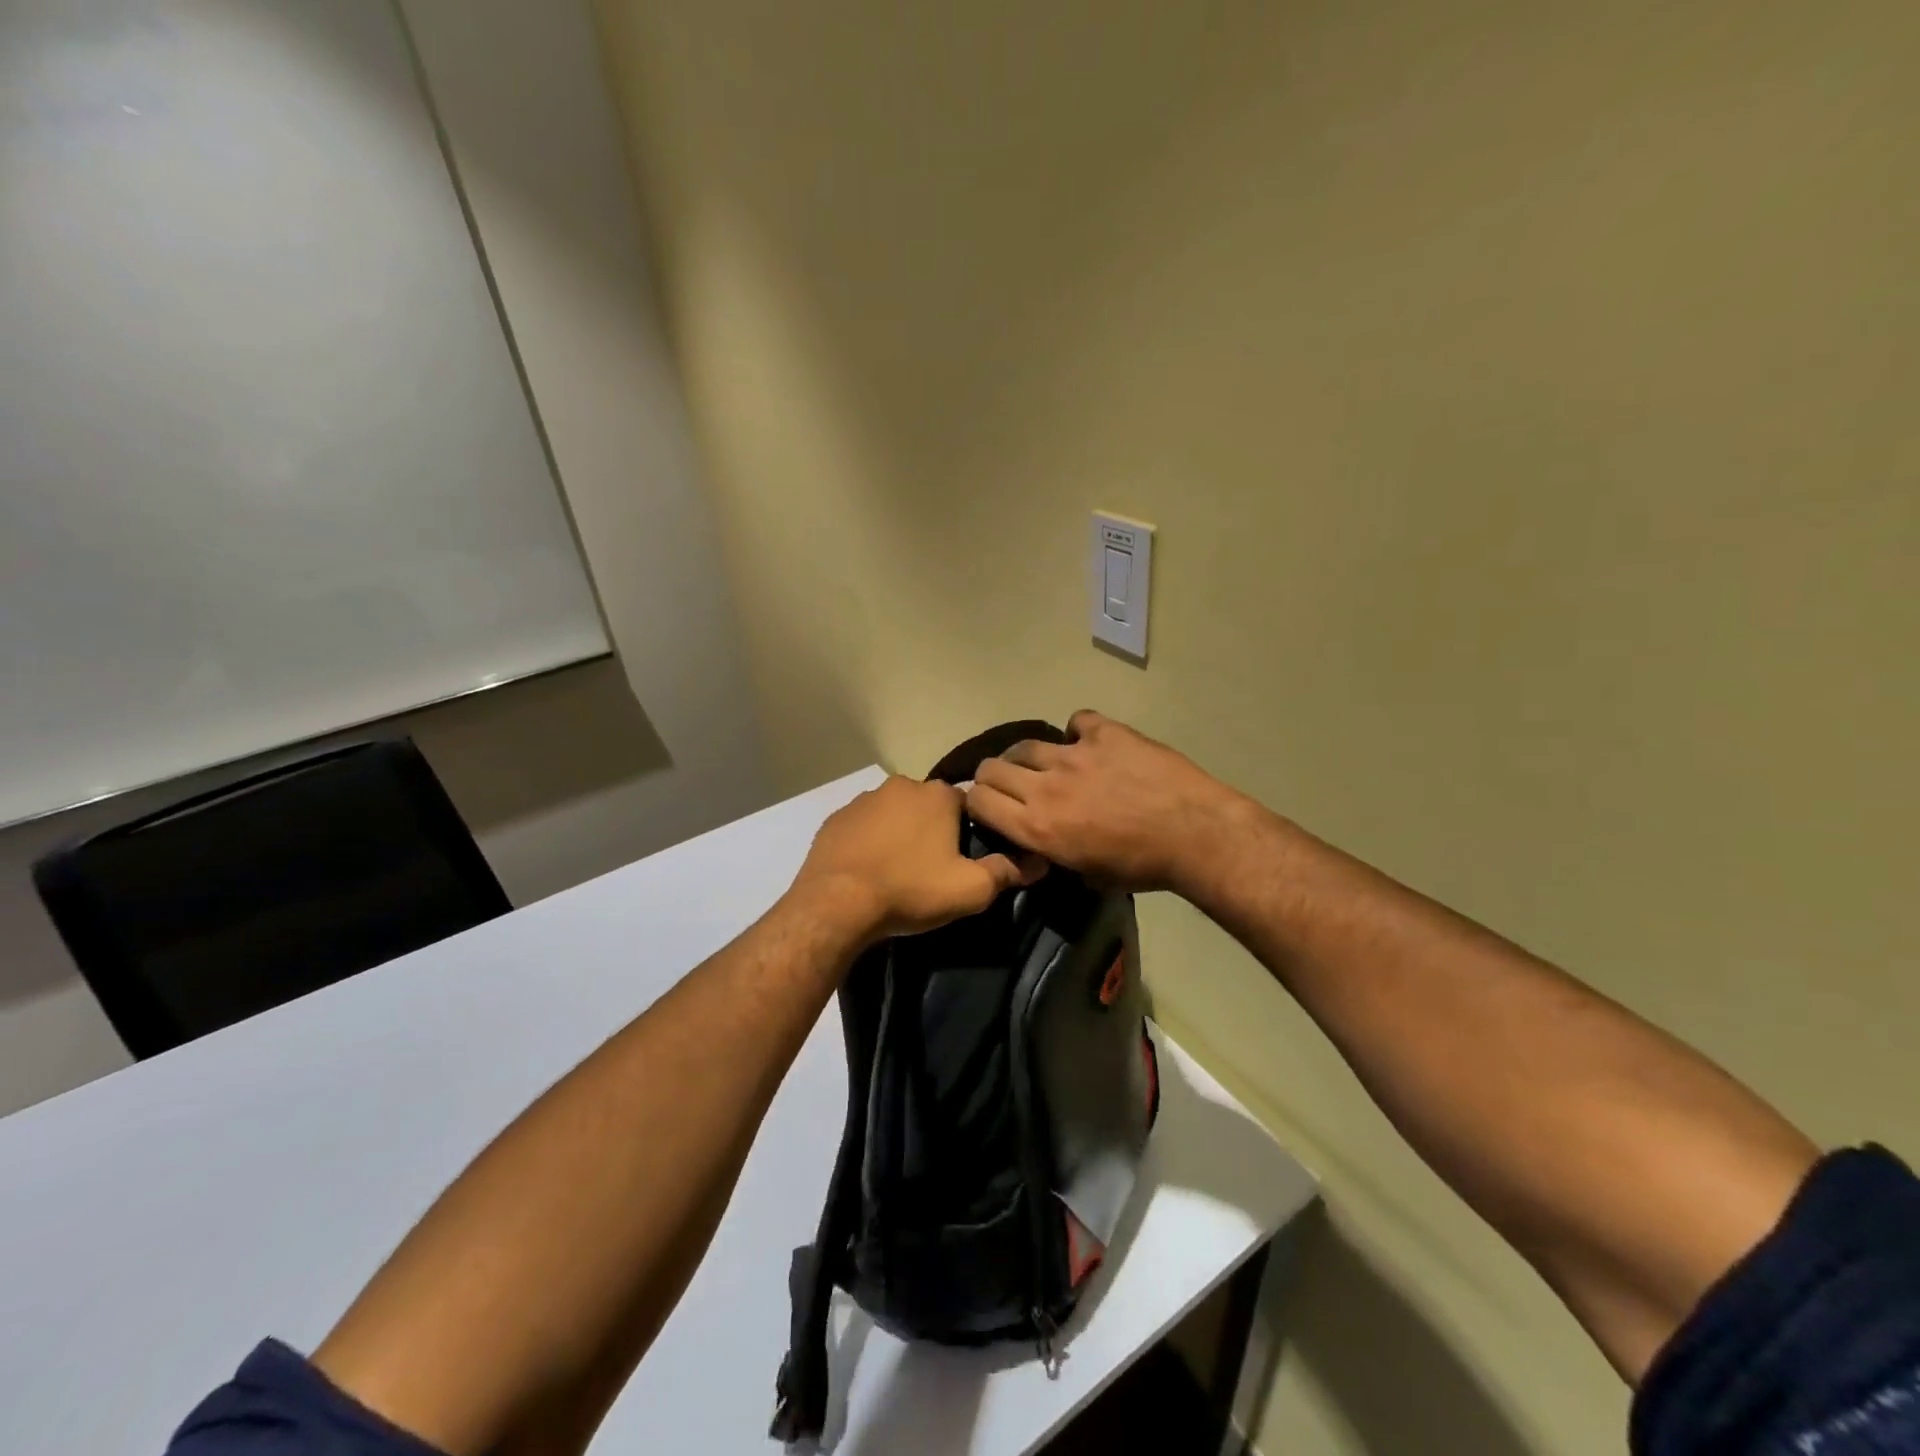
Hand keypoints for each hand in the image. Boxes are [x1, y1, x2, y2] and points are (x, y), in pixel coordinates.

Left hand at [793, 776, 1043, 943]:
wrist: (837, 903)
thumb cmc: (910, 890)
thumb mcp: (969, 889)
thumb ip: (1005, 872)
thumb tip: (1038, 862)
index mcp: (938, 795)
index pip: (966, 804)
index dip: (968, 831)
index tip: (962, 859)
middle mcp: (901, 786)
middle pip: (928, 806)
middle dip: (932, 830)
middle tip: (931, 868)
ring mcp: (863, 800)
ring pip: (893, 813)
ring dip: (899, 834)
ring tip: (898, 872)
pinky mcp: (836, 818)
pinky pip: (862, 827)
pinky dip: (869, 842)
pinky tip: (868, 869)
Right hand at [966, 710, 1256, 894]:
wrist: (1194, 833)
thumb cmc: (1142, 867)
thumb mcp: (1088, 876)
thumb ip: (1054, 854)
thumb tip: (1044, 844)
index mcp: (1037, 827)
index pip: (978, 801)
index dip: (977, 802)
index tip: (989, 806)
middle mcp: (1044, 787)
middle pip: (991, 768)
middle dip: (994, 777)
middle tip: (1012, 785)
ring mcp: (1073, 754)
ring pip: (1026, 744)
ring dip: (1030, 756)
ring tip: (1048, 763)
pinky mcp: (1104, 732)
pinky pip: (1077, 721)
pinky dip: (1079, 732)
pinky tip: (1093, 744)